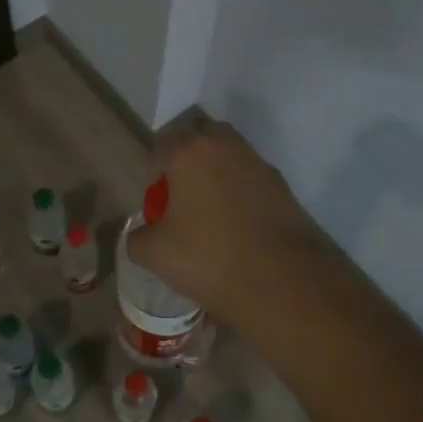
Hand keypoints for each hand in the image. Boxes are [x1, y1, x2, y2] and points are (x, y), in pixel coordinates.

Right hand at [123, 119, 344, 327]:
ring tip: (211, 214)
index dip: (154, 175)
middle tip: (182, 199)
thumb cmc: (209, 258)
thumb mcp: (155, 254)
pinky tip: (238, 226)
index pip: (161, 147)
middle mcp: (224, 144)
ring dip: (216, 174)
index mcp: (188, 151)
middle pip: (198, 140)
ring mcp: (257, 162)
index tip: (157, 206)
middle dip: (187, 162)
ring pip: (228, 156)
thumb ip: (137, 238)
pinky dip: (240, 192)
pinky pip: (250, 178)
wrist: (284, 281)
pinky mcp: (282, 185)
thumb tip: (141, 235)